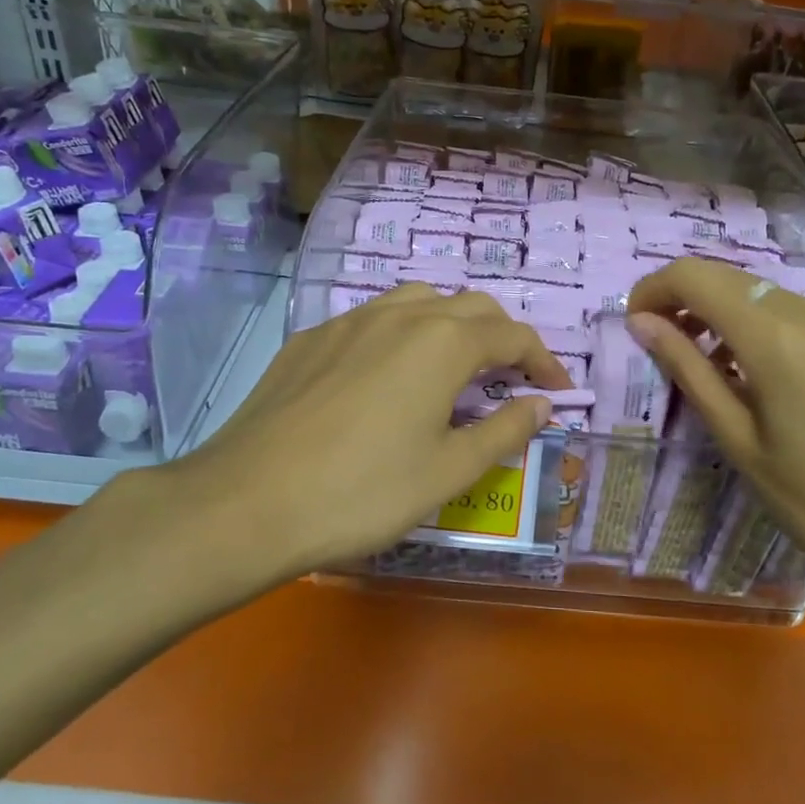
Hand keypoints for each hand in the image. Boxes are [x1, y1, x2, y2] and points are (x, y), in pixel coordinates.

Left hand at [159, 285, 569, 577]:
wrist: (248, 502)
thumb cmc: (363, 491)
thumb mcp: (448, 471)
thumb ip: (503, 430)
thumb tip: (541, 404)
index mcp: (444, 342)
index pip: (512, 335)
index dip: (543, 360)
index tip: (557, 390)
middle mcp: (401, 315)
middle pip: (470, 307)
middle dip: (501, 337)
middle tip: (511, 379)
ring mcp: (350, 321)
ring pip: (418, 301)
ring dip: (451, 325)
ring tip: (454, 367)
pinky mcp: (311, 339)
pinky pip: (372, 320)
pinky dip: (402, 335)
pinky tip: (386, 376)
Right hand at [625, 258, 804, 621]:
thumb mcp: (738, 441)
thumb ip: (688, 371)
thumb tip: (641, 323)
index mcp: (775, 338)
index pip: (694, 277)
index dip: (654, 290)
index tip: (636, 324)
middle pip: (729, 278)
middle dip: (684, 300)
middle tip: (664, 344)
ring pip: (764, 295)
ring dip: (724, 314)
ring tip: (712, 367)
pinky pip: (800, 315)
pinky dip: (764, 328)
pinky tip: (766, 376)